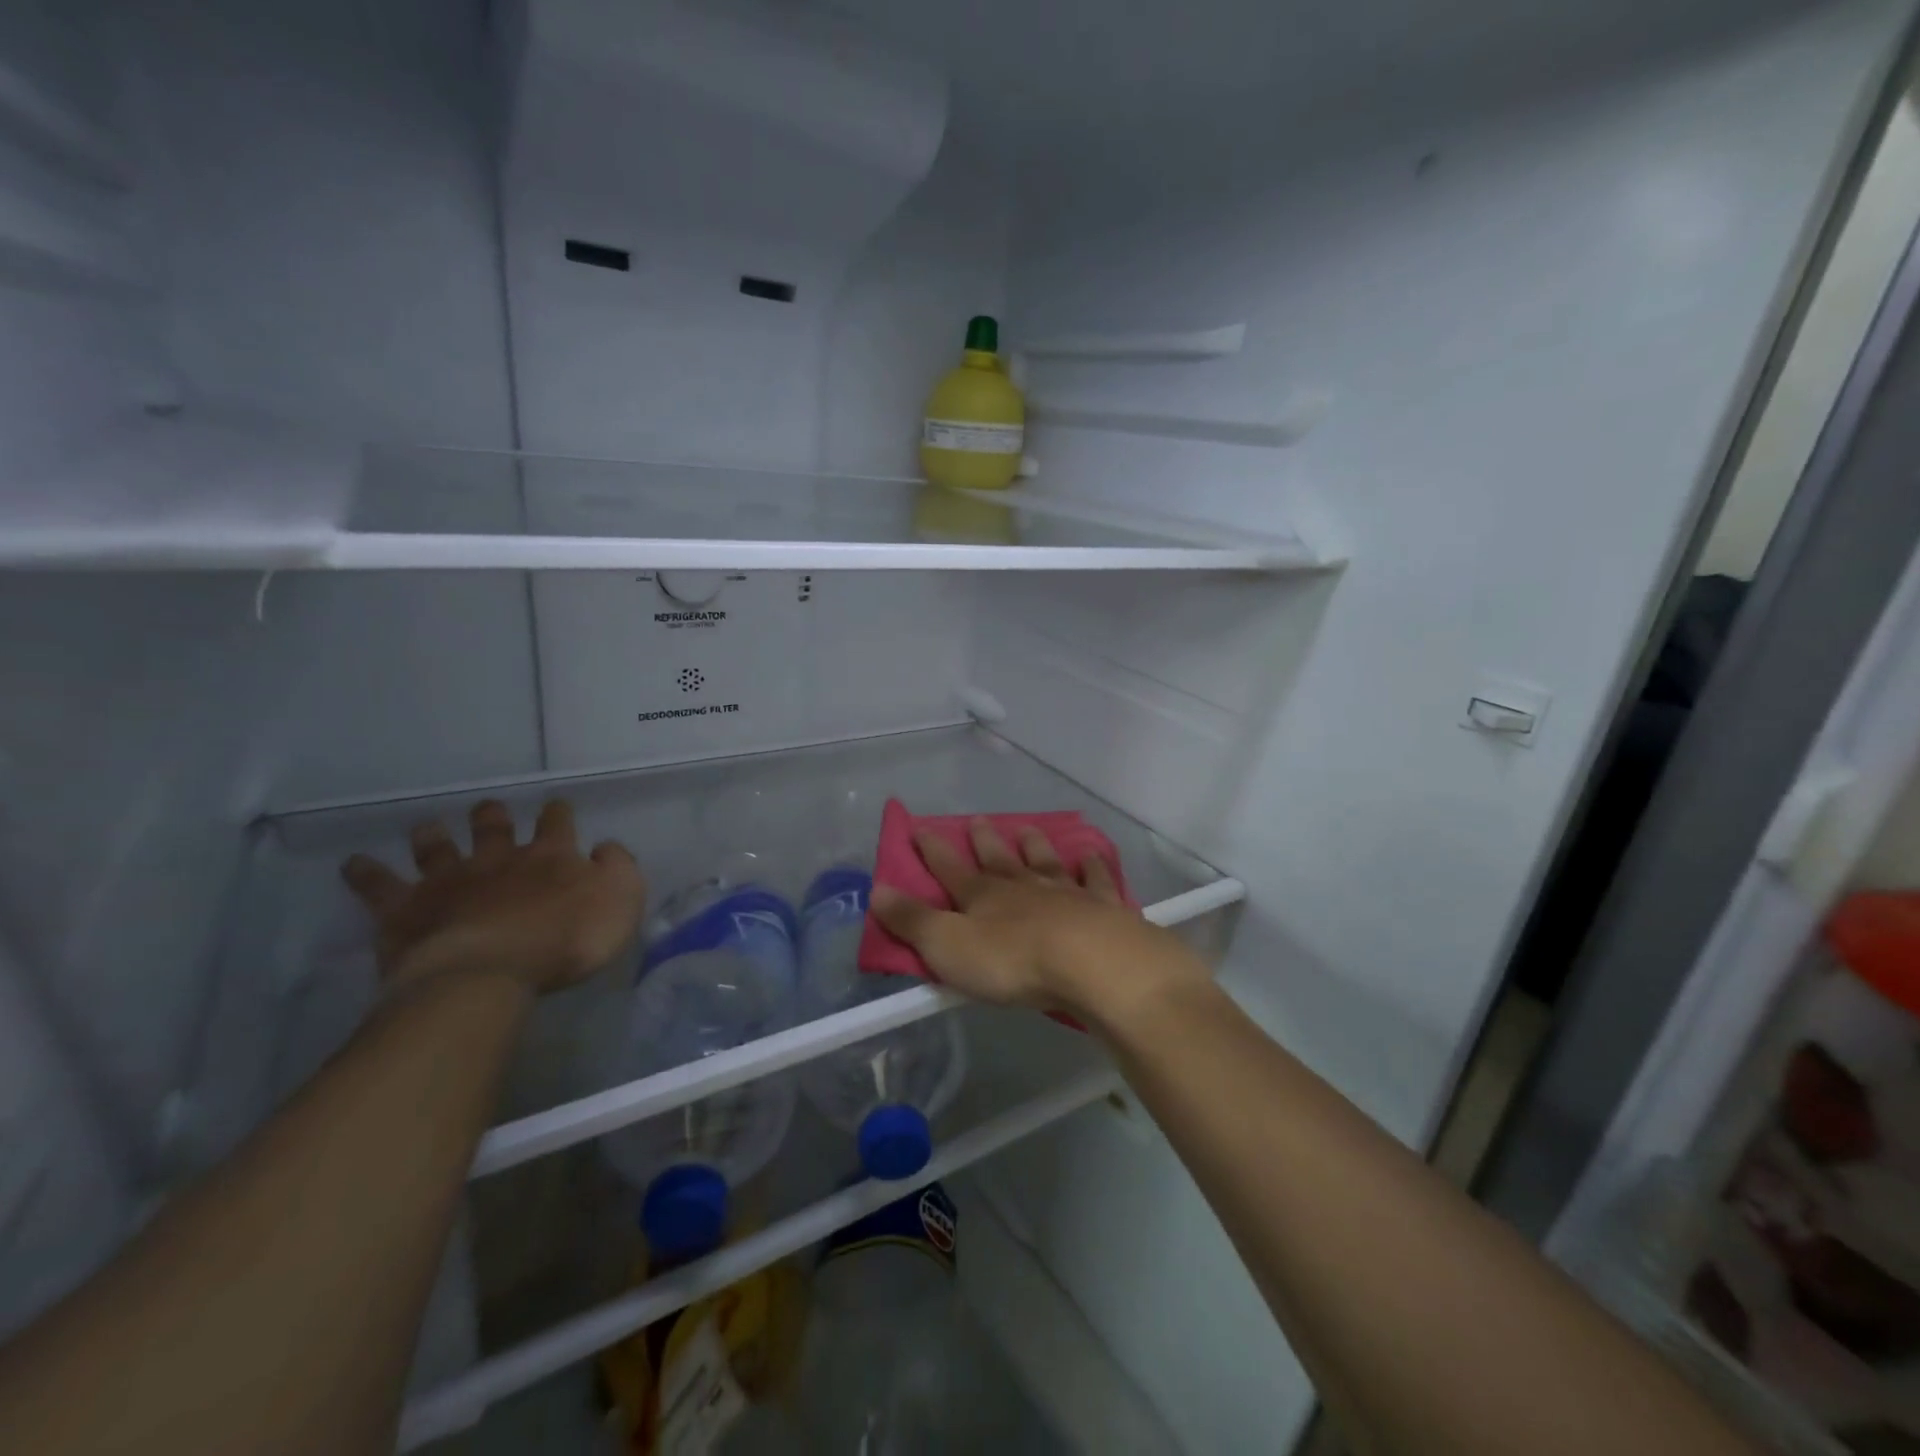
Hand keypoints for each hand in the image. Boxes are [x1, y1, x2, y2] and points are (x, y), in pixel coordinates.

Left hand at [342, 799, 646, 995]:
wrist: (491, 971)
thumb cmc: (567, 939)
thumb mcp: (621, 900)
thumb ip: (619, 868)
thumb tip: (605, 848)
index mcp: (552, 857)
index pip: (557, 824)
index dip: (558, 814)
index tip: (556, 807)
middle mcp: (500, 859)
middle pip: (494, 828)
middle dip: (493, 817)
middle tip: (488, 809)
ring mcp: (450, 881)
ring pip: (438, 848)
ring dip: (433, 836)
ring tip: (428, 827)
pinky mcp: (408, 910)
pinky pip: (380, 887)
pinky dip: (366, 873)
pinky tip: (353, 864)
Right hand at [869, 817, 1199, 1019]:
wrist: (1091, 963)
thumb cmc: (1012, 961)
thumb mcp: (948, 946)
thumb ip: (913, 921)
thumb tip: (876, 890)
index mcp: (983, 896)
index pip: (949, 868)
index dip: (932, 849)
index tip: (918, 827)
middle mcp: (1022, 886)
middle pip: (999, 858)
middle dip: (985, 841)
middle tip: (978, 819)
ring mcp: (1065, 893)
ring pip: (1045, 862)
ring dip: (1035, 845)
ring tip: (1028, 829)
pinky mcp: (1101, 908)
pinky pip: (1094, 880)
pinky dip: (1091, 867)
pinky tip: (1091, 855)